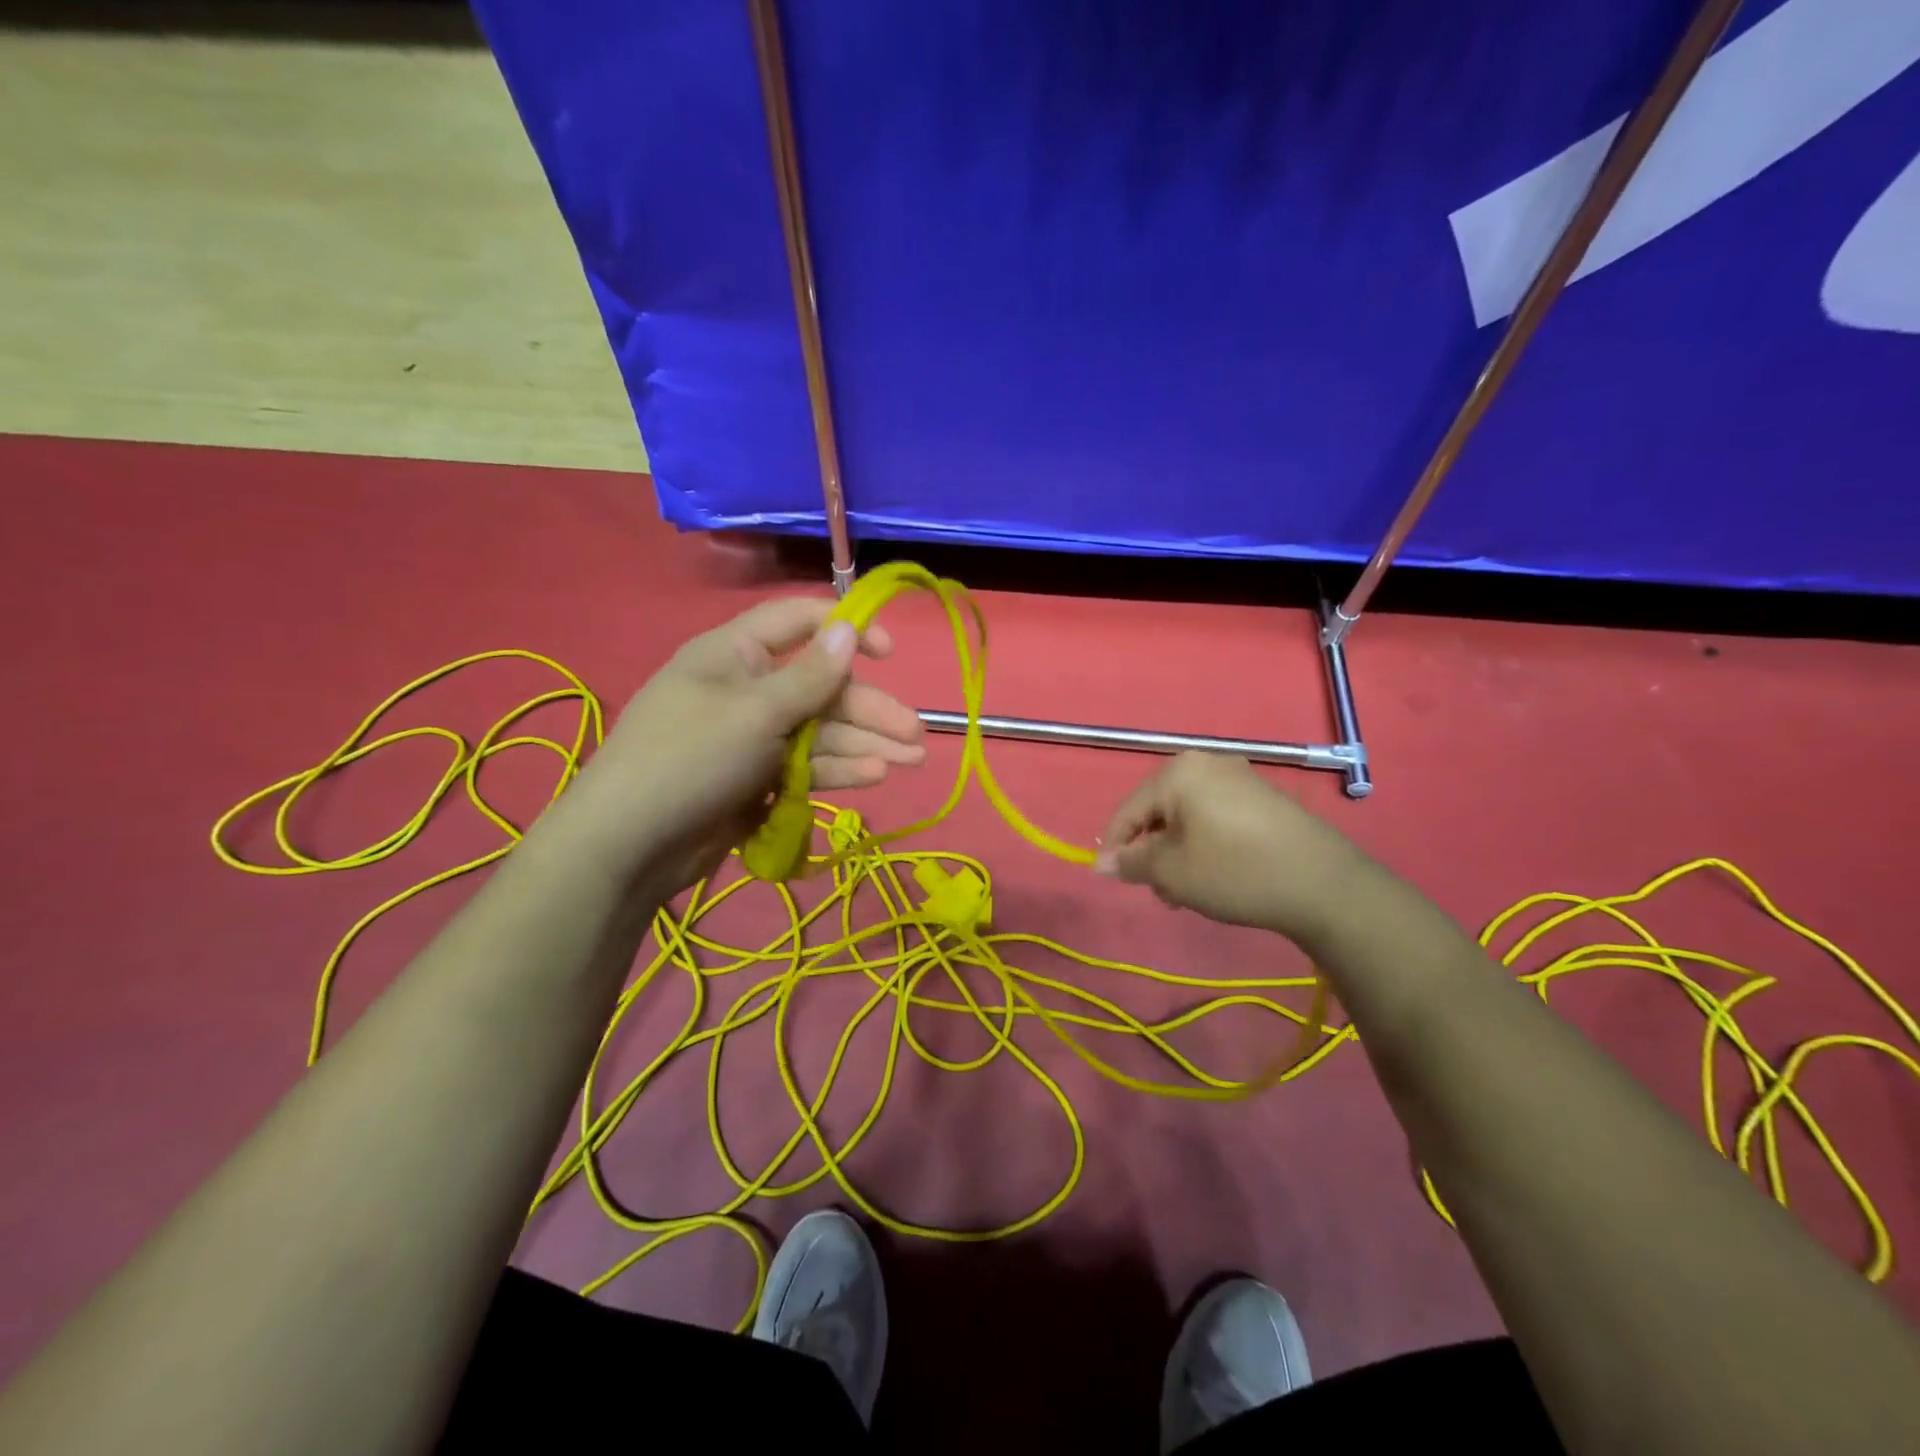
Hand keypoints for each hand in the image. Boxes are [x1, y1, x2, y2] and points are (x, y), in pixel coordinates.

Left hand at [536, 597, 924, 890]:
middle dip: (870, 709)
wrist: (629, 846)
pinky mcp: (757, 780)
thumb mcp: (756, 711)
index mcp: (737, 654)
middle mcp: (748, 690)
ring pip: (820, 732)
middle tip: (916, 735)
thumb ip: (810, 676)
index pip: (800, 623)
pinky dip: (838, 770)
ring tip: (911, 760)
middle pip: (822, 689)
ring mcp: (753, 738)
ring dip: (865, 743)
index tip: (890, 654)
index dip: (847, 631)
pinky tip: (873, 776)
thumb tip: (849, 629)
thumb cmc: (690, 759)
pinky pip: (806, 767)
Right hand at [1094, 752, 1362, 943]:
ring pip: (1187, 816)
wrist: (1324, 884)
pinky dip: (1205, 843)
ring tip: (1190, 890)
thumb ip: (1131, 863)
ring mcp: (1239, 777)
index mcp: (1177, 773)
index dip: (1116, 847)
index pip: (1128, 811)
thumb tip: (1101, 862)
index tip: (1115, 881)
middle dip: (1153, 852)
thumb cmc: (1235, 872)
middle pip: (1158, 811)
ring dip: (1178, 852)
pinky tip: (1218, 874)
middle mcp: (1206, 763)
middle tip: (1163, 891)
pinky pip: (1215, 816)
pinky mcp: (1262, 797)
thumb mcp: (1173, 872)